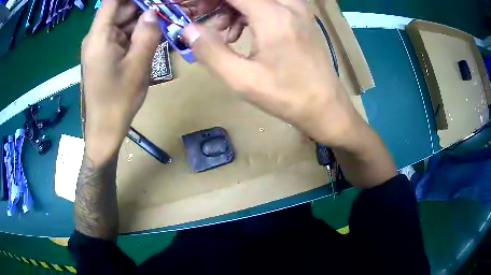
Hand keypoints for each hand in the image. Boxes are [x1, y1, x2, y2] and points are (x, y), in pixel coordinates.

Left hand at [81, 0, 160, 164]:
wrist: (105, 128)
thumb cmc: (118, 100)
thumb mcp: (138, 65)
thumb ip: (148, 34)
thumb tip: (154, 12)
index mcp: (99, 36)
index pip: (112, 1)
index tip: (150, 0)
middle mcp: (96, 37)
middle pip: (120, 9)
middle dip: (142, 6)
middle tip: (163, 11)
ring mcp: (100, 45)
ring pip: (122, 22)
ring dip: (140, 21)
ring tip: (161, 24)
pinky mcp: (104, 54)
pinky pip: (120, 35)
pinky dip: (135, 33)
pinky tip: (150, 37)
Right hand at [183, 0, 361, 146]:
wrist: (325, 105)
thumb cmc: (287, 96)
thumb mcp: (242, 80)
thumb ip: (210, 51)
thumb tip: (188, 30)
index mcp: (273, 16)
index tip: (190, 9)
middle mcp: (288, 4)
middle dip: (217, 4)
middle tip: (203, 22)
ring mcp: (297, 9)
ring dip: (231, 8)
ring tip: (223, 35)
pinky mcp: (299, 16)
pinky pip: (266, 3)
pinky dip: (247, 12)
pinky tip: (241, 33)